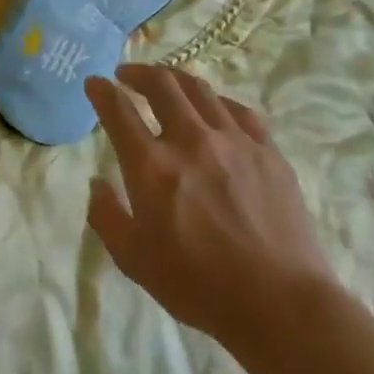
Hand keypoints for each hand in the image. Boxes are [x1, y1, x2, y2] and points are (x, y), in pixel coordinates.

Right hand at [85, 65, 333, 349]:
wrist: (279, 301)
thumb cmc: (198, 285)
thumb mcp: (134, 260)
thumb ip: (107, 217)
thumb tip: (97, 184)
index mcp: (151, 167)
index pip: (118, 111)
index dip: (101, 91)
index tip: (94, 82)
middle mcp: (190, 140)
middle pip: (161, 85)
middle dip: (138, 72)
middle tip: (126, 75)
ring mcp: (234, 141)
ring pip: (200, 90)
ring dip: (175, 79)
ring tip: (165, 83)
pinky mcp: (267, 150)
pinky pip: (238, 110)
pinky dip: (217, 101)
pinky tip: (213, 107)